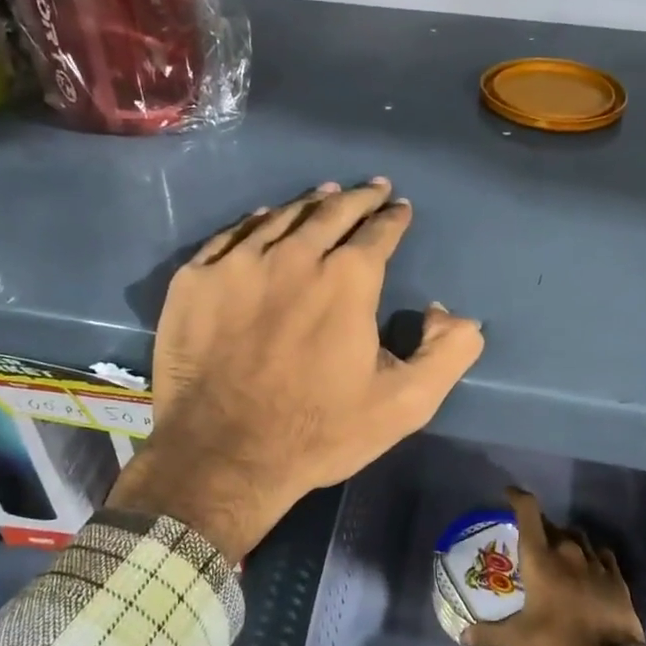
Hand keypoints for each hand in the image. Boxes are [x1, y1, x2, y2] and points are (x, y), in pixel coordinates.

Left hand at [109, 179, 485, 562]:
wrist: (222, 457)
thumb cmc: (318, 431)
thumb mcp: (405, 404)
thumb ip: (447, 353)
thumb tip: (449, 312)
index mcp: (346, 280)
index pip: (378, 232)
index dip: (393, 218)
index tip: (400, 208)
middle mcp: (294, 256)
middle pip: (331, 211)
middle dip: (358, 197)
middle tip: (372, 188)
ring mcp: (238, 264)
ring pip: (281, 217)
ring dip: (310, 203)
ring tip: (326, 193)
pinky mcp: (195, 281)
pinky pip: (231, 235)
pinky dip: (256, 221)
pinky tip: (264, 218)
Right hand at [462, 488, 645, 645]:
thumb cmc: (559, 641)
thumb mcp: (520, 640)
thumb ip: (490, 634)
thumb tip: (463, 636)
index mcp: (541, 558)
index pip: (529, 512)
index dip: (517, 497)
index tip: (508, 493)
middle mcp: (567, 551)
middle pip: (551, 525)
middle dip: (539, 527)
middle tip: (530, 541)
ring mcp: (595, 561)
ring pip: (577, 537)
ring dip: (565, 539)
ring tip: (558, 552)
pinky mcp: (616, 575)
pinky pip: (601, 554)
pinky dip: (591, 555)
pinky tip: (588, 566)